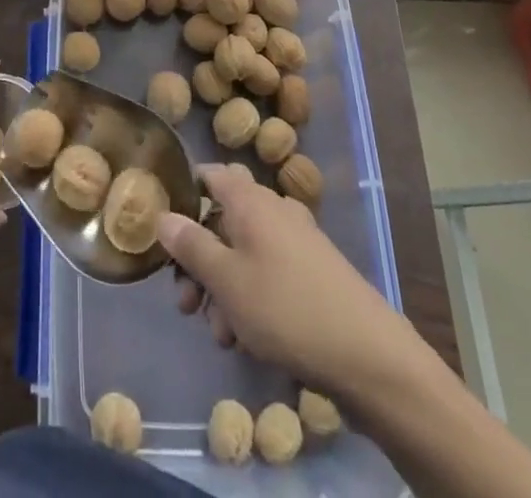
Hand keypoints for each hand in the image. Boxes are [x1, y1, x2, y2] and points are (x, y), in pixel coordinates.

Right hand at [159, 162, 422, 394]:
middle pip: (222, 221)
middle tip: (187, 305)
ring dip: (223, 289)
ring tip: (221, 335)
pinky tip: (248, 339)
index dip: (183, 197)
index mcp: (249, 199)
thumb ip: (190, 246)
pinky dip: (250, 298)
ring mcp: (296, 240)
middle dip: (199, 262)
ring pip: (243, 253)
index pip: (208, 175)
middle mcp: (272, 209)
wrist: (369, 356)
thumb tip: (162, 215)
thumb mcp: (226, 281)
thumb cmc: (286, 308)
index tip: (165, 234)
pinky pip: (268, 273)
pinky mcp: (312, 272)